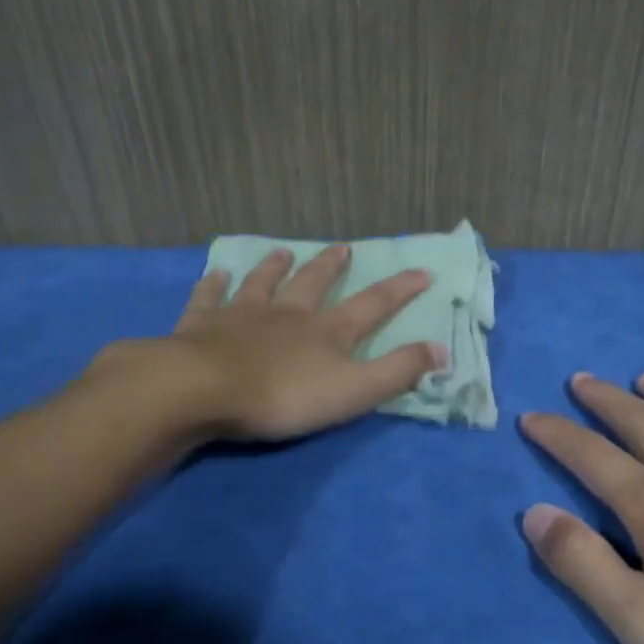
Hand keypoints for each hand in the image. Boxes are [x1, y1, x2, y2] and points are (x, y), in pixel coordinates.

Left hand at [124, 245, 447, 442]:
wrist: (205, 389)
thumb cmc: (283, 396)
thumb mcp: (353, 391)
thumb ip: (397, 372)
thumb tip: (441, 350)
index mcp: (326, 331)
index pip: (372, 305)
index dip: (399, 289)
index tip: (422, 271)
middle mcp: (287, 313)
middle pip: (313, 283)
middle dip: (331, 266)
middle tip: (342, 247)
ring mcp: (242, 314)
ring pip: (262, 283)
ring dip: (275, 267)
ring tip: (283, 252)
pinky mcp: (202, 324)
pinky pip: (209, 297)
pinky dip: (213, 284)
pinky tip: (214, 273)